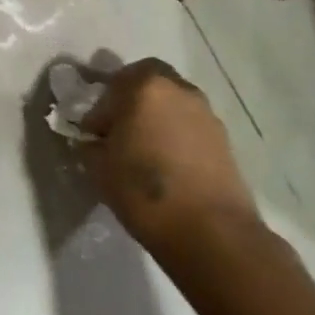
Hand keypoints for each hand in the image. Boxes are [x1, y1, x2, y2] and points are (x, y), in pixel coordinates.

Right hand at [82, 59, 260, 251]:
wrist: (211, 232)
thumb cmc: (143, 192)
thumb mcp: (99, 168)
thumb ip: (92, 144)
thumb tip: (96, 140)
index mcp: (143, 87)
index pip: (110, 89)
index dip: (98, 113)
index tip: (94, 137)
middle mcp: (177, 89)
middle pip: (146, 82)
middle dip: (130, 101)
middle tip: (119, 131)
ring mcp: (204, 111)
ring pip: (171, 102)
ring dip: (156, 117)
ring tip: (145, 151)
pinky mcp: (223, 137)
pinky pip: (189, 124)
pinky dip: (176, 134)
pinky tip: (168, 164)